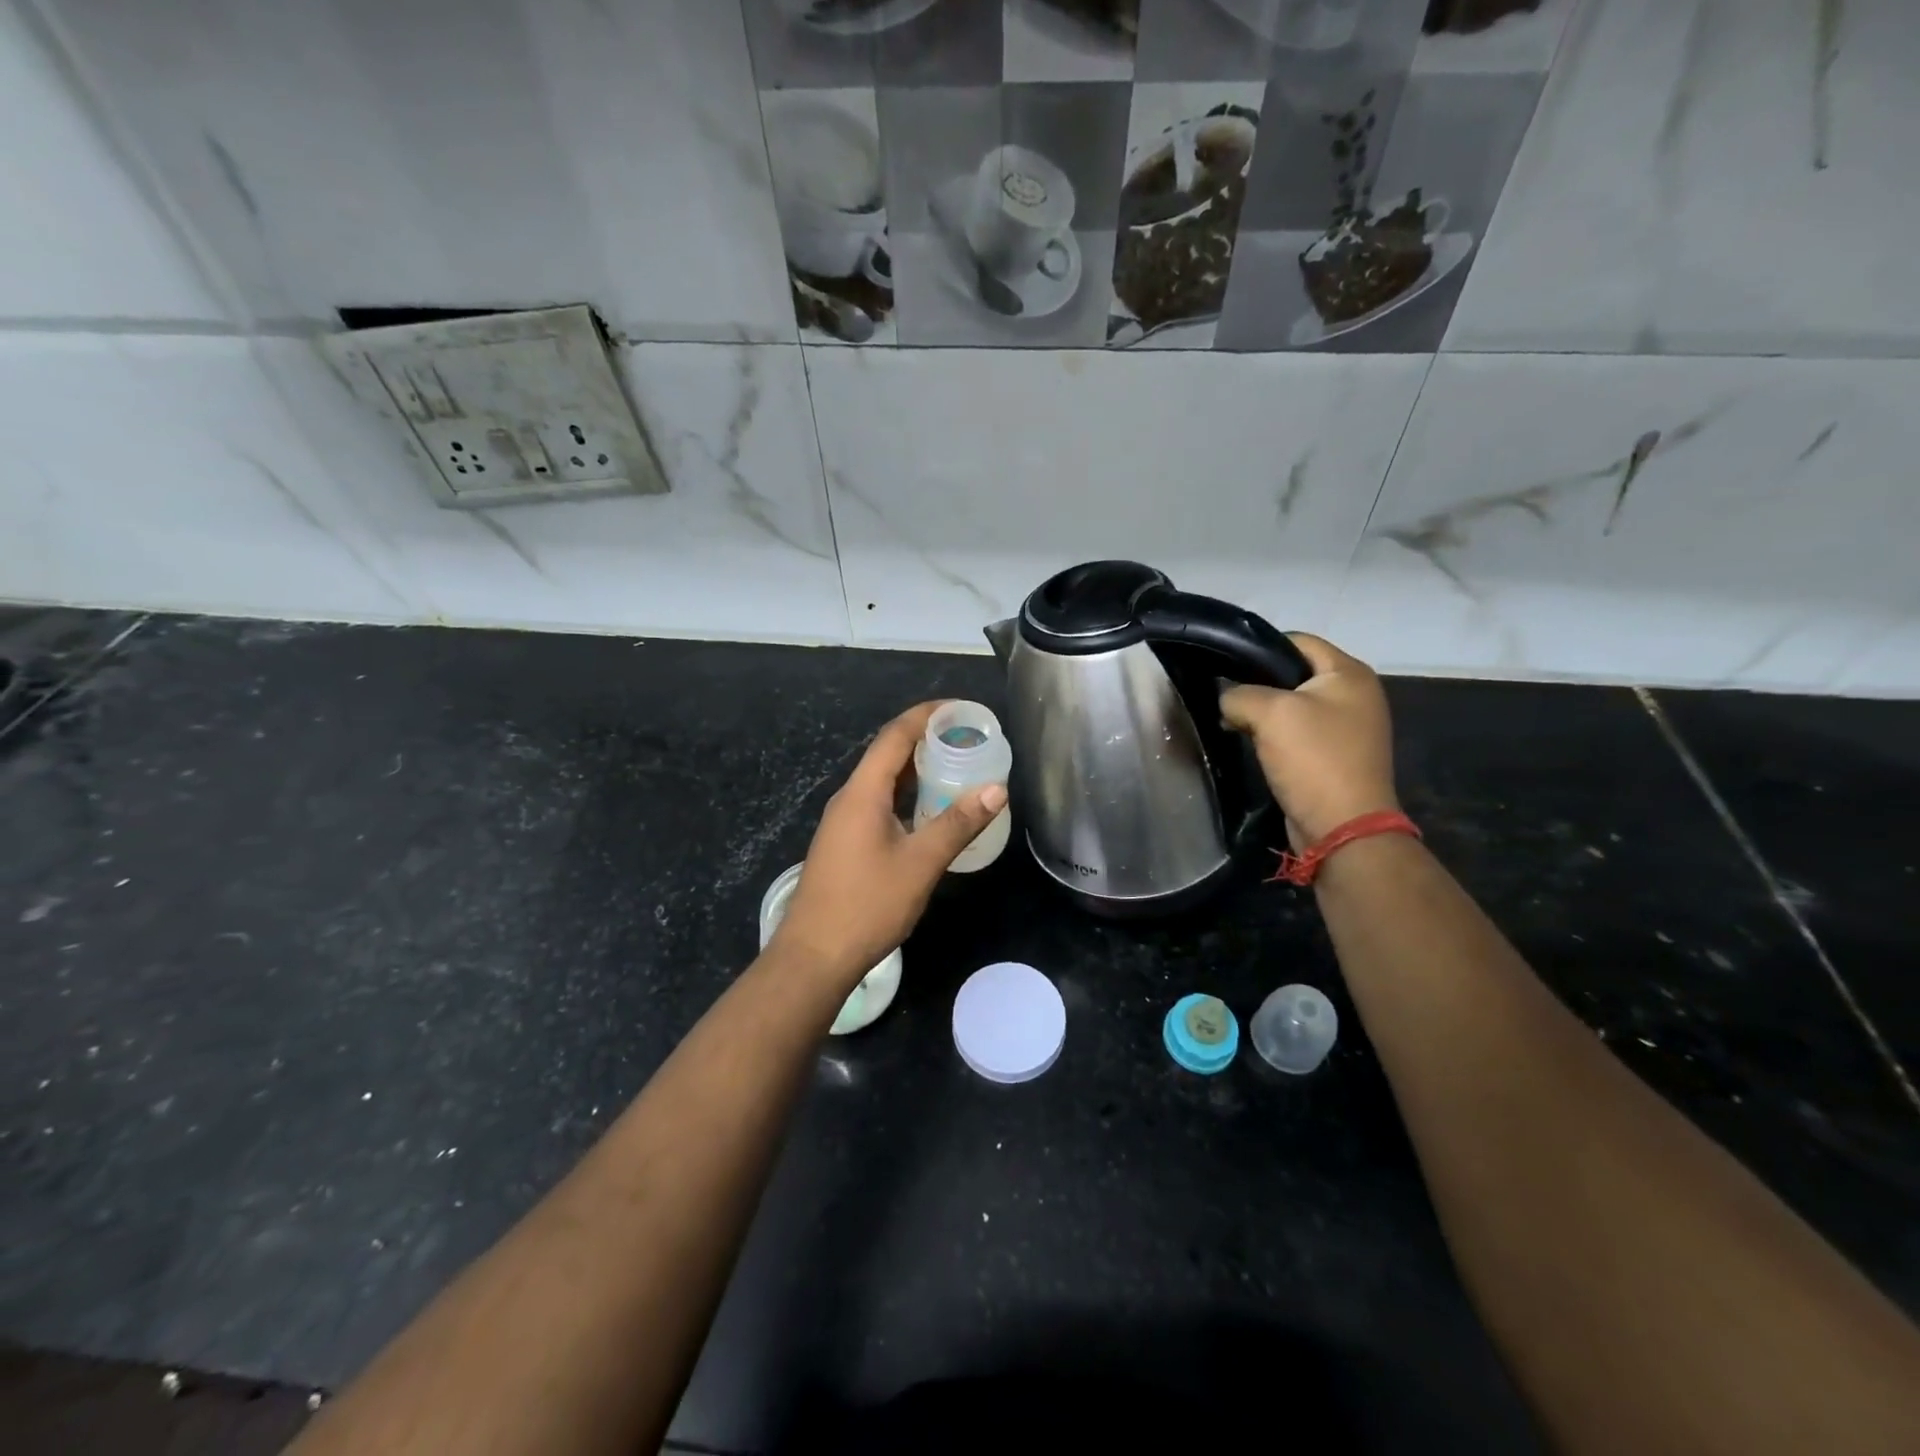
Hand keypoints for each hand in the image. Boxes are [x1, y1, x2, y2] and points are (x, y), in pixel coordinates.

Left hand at [771, 702, 1007, 986]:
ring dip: (917, 769)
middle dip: (926, 739)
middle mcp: (849, 798)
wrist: (814, 956)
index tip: (960, 708)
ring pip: (883, 781)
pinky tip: (929, 810)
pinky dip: (907, 795)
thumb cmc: (867, 905)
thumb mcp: (920, 863)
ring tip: (956, 766)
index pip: (895, 735)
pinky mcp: (845, 843)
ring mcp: (844, 822)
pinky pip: (879, 803)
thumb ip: (958, 823)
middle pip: (888, 754)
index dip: (926, 715)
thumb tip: (997, 788)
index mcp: (863, 792)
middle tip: (967, 738)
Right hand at [1220, 634, 1398, 848]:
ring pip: (1291, 706)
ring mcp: (1347, 727)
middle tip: (1225, 698)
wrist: (1342, 827)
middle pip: (1293, 673)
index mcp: (1349, 673)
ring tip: (1231, 723)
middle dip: (1257, 684)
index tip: (1225, 666)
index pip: (1298, 641)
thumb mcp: (1269, 713)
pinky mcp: (1334, 755)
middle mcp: (1354, 695)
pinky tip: (1249, 743)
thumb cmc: (1313, 759)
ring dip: (1261, 713)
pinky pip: (1297, 733)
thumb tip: (1227, 699)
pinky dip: (1272, 735)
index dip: (1259, 649)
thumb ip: (1238, 694)